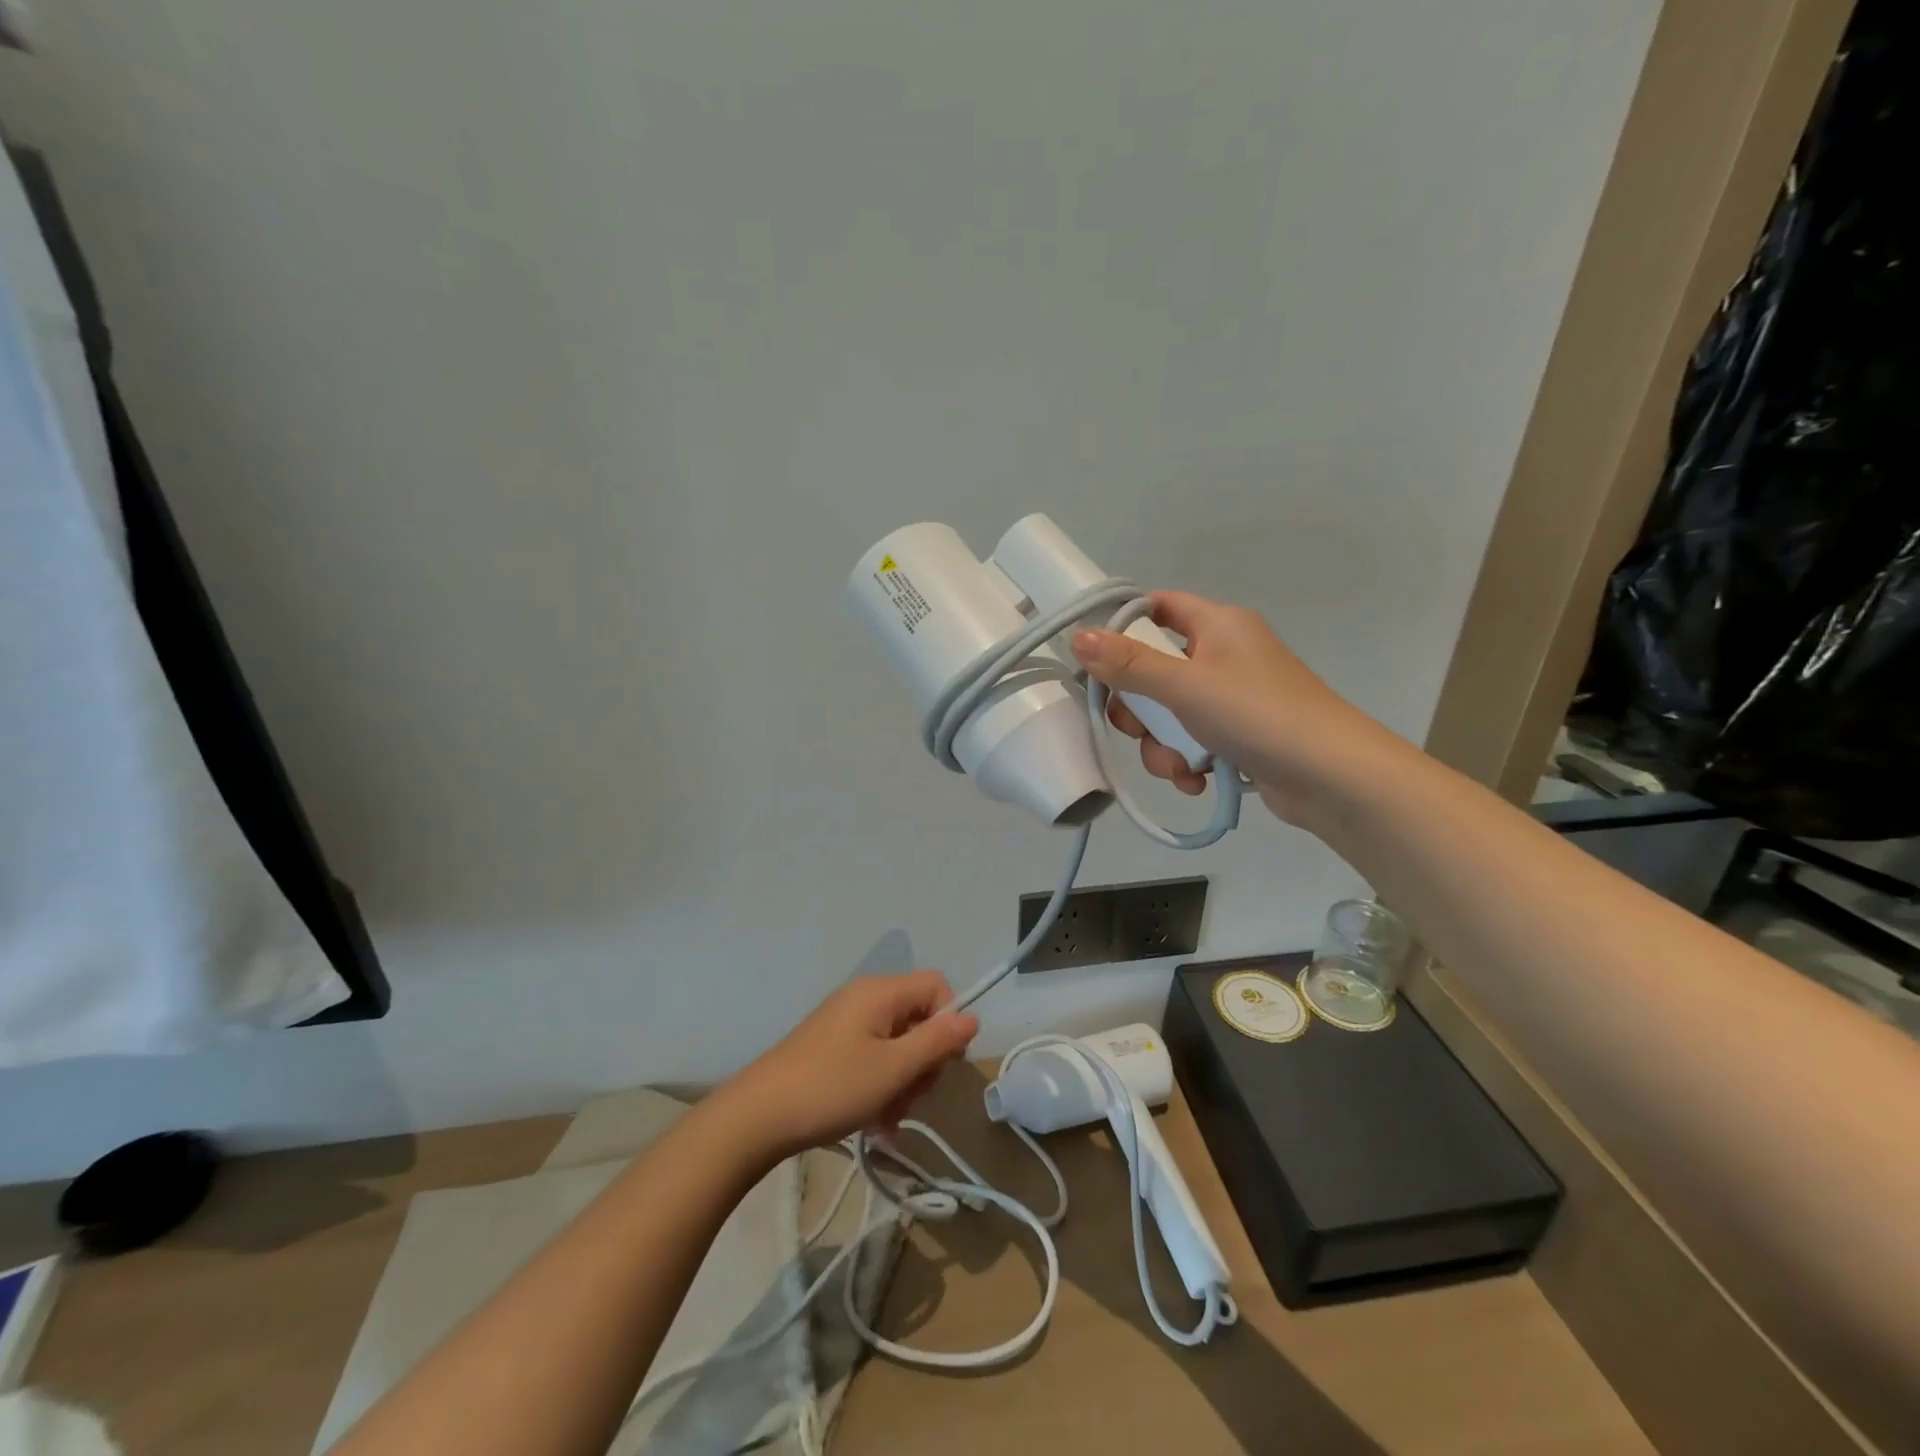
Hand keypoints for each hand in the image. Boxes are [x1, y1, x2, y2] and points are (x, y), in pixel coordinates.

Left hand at [724, 971, 979, 1157]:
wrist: (757, 1117)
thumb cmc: (832, 1088)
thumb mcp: (893, 1069)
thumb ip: (936, 1042)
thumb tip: (971, 1018)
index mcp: (880, 992)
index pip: (936, 987)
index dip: (948, 1022)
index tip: (942, 1063)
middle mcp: (864, 998)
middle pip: (918, 1017)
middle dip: (923, 1061)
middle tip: (911, 1097)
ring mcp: (845, 1023)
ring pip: (897, 1044)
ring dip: (903, 1081)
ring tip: (889, 1117)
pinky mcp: (831, 1048)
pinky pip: (873, 1058)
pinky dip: (880, 1086)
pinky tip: (875, 1122)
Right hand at [1070, 591, 1391, 824]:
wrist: (1335, 779)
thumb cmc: (1258, 715)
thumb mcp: (1184, 686)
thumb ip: (1128, 664)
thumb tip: (1077, 637)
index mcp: (1218, 625)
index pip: (1158, 607)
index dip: (1123, 627)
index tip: (1095, 660)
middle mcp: (1224, 655)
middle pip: (1154, 668)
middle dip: (1139, 708)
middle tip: (1135, 726)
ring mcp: (1232, 699)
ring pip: (1169, 714)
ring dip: (1162, 745)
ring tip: (1179, 767)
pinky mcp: (1238, 737)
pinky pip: (1192, 742)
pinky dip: (1187, 762)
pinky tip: (1196, 781)